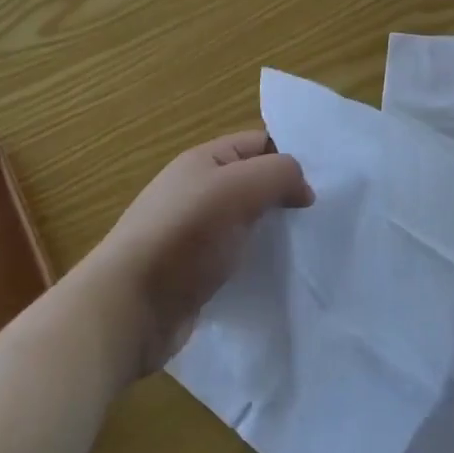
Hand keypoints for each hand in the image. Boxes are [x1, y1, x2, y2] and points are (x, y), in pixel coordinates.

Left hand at [79, 130, 311, 377]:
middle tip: (324, 216)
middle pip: (254, 183)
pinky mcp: (196, 275)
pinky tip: (281, 276)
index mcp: (204, 161)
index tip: (325, 182)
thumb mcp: (237, 188)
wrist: (128, 309)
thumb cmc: (183, 236)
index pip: (259, 143)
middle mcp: (198, 192)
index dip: (290, 156)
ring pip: (248, 223)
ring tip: (310, 247)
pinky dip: (258, 263)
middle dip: (286, 196)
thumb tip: (303, 189)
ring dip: (275, 233)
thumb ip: (279, 174)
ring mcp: (195, 235)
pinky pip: (237, 258)